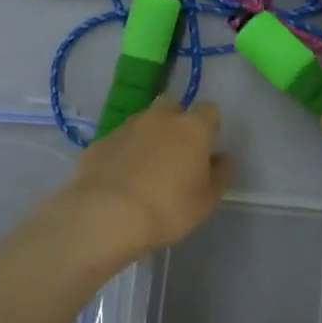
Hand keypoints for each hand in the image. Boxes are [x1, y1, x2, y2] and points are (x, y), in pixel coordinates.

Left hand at [65, 97, 229, 254]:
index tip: (205, 149)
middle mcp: (161, 118)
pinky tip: (121, 178)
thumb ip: (219, 174)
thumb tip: (220, 158)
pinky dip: (124, 152)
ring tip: (145, 168)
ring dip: (148, 137)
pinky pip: (120, 140)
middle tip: (175, 154)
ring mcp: (127, 126)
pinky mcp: (101, 140)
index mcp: (192, 127)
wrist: (105, 215)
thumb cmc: (167, 209)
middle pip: (173, 107)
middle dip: (176, 122)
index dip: (209, 127)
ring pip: (144, 122)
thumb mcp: (206, 201)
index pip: (209, 110)